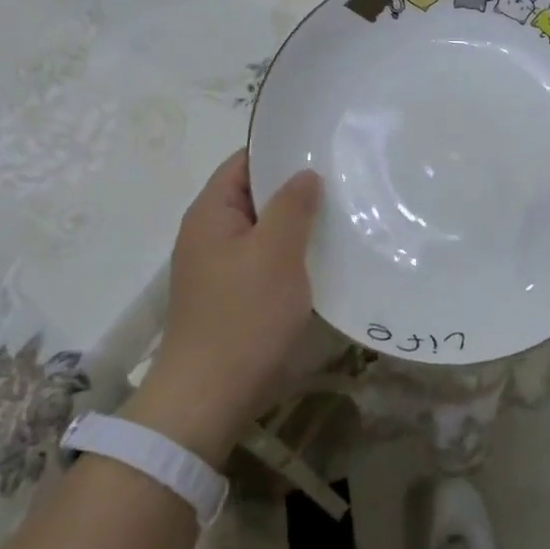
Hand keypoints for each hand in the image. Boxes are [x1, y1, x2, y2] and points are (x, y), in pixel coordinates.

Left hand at [123, 151, 321, 463]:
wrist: (208, 399)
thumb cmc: (243, 316)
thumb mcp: (276, 252)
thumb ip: (292, 205)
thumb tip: (304, 173)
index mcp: (210, 212)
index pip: (244, 161)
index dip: (280, 150)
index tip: (321, 148)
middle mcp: (208, 233)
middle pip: (254, 195)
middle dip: (294, 188)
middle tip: (341, 181)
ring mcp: (218, 267)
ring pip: (262, 230)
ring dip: (295, 224)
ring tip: (339, 216)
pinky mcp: (230, 296)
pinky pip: (263, 260)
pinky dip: (288, 254)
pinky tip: (321, 258)